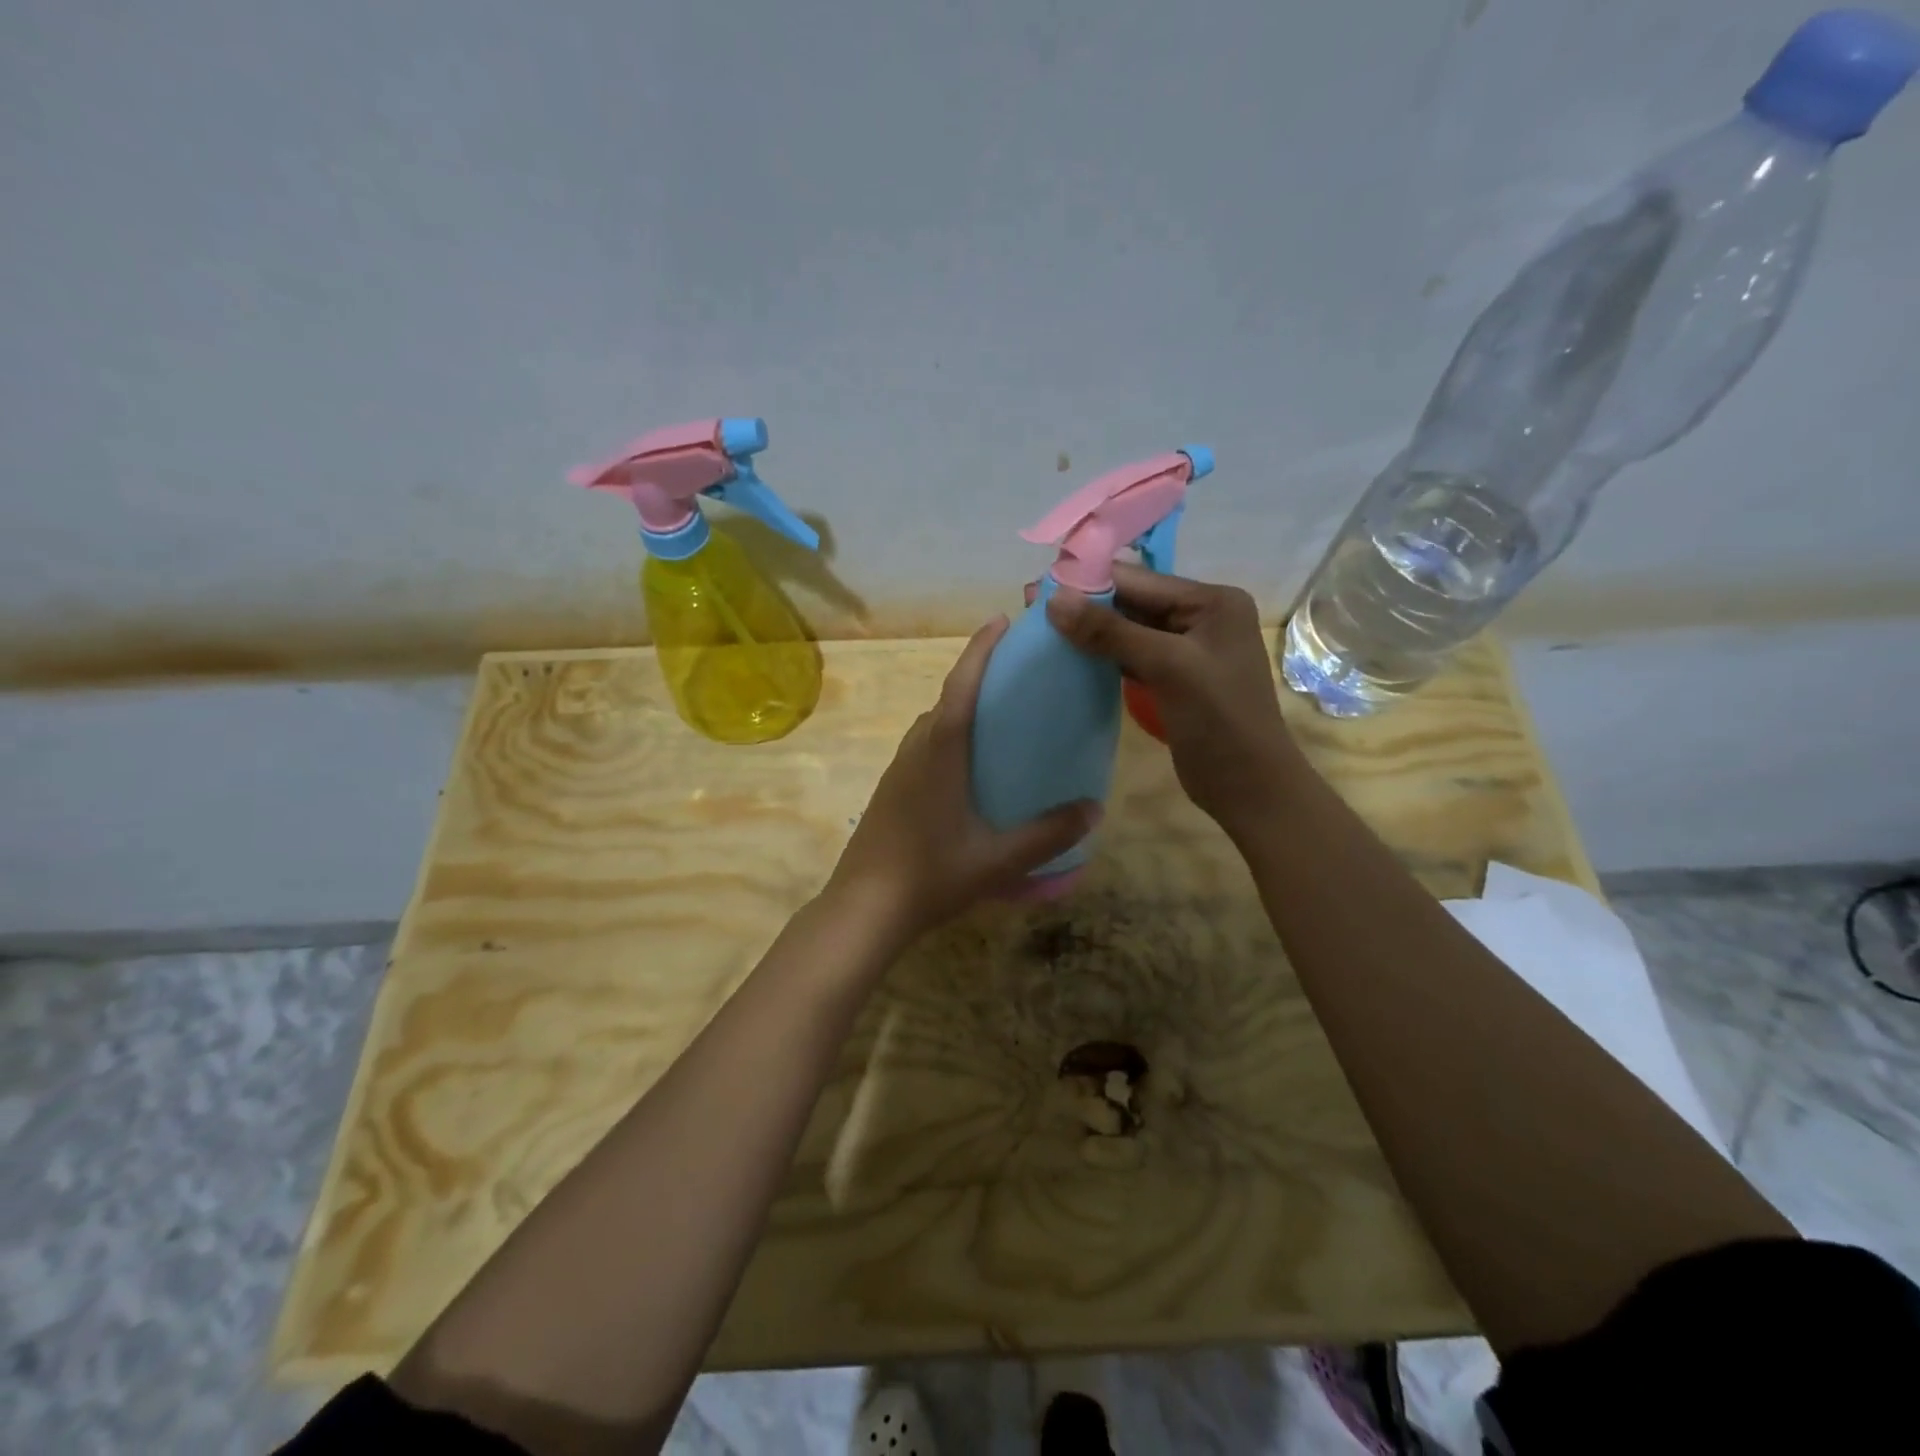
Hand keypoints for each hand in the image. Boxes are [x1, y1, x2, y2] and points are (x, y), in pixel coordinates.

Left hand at [825, 616, 1100, 946]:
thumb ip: (1048, 834)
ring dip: (961, 707)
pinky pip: (925, 746)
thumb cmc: (931, 875)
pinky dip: (949, 736)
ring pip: (933, 724)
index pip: (961, 684)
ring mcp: (898, 768)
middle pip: (947, 698)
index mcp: (940, 751)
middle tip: (1016, 674)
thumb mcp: (998, 859)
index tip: (1000, 621)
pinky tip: (969, 764)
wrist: (864, 908)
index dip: (980, 649)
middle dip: (977, 675)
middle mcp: (916, 748)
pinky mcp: (891, 789)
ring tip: (998, 716)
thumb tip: (1094, 809)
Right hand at [1046, 564, 1299, 843]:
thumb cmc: (1219, 720)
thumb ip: (1111, 632)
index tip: (1038, 588)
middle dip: (1085, 605)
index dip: (1088, 582)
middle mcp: (1201, 616)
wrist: (1249, 786)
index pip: (1139, 581)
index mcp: (1211, 601)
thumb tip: (1054, 600)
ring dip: (1090, 631)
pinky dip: (1103, 655)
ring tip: (1043, 630)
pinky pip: (1131, 655)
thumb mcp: (1167, 667)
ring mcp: (1187, 649)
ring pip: (1129, 630)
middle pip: (1133, 602)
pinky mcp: (1173, 677)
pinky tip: (1070, 655)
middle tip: (1031, 607)